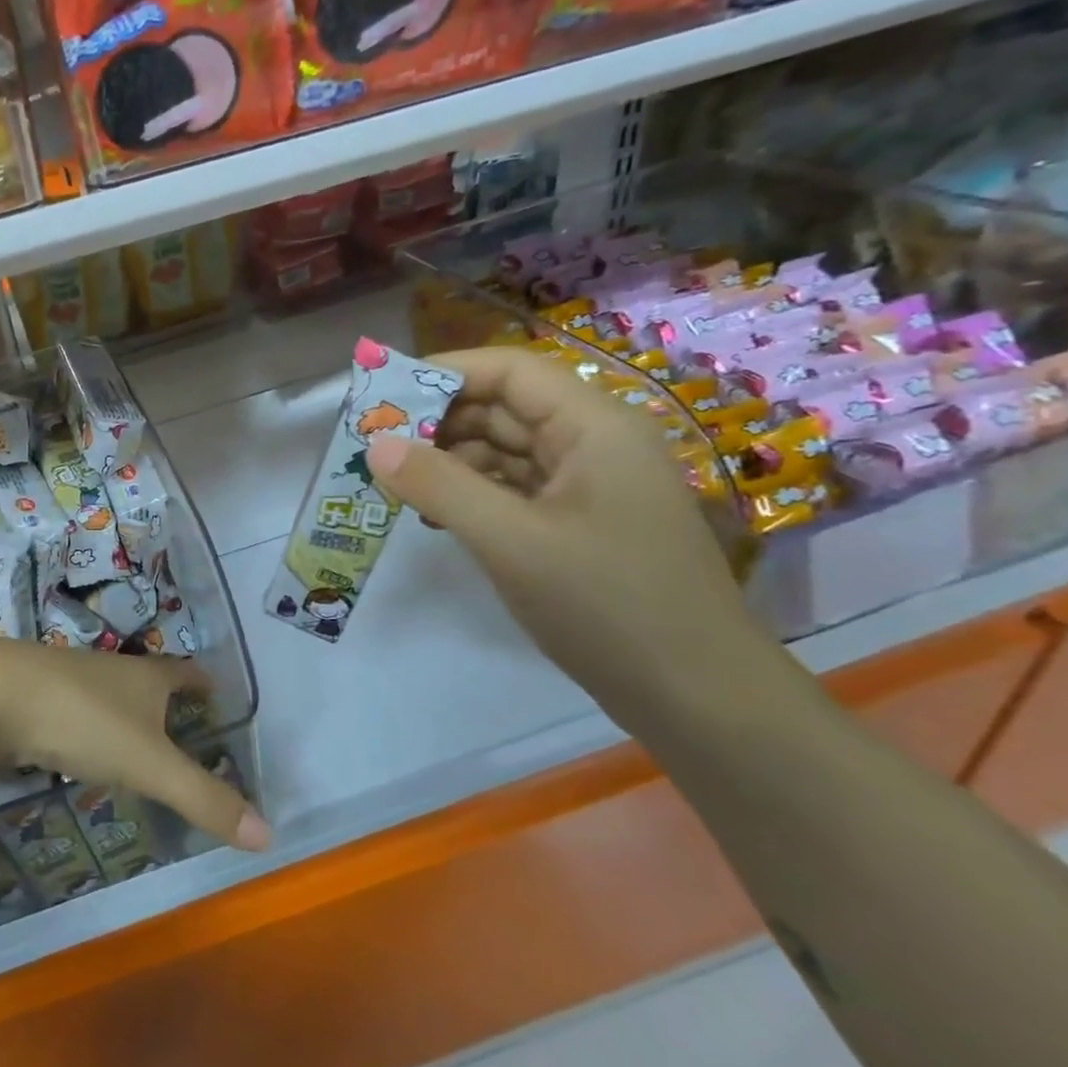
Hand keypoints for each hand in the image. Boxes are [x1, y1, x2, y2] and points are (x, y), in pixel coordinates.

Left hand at [0, 640, 270, 851]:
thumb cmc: (83, 719)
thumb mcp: (149, 764)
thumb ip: (203, 798)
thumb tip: (269, 835)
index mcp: (145, 676)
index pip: (184, 673)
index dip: (202, 682)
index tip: (215, 689)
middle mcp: (110, 670)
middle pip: (146, 680)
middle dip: (165, 698)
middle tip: (182, 723)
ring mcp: (68, 679)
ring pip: (107, 695)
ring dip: (124, 713)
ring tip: (135, 740)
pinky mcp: (33, 696)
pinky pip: (72, 710)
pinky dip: (86, 727)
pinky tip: (78, 748)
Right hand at [366, 347, 759, 714]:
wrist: (695, 695)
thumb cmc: (608, 604)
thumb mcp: (511, 541)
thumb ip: (440, 486)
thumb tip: (375, 445)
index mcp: (592, 426)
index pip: (508, 371)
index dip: (443, 373)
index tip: (381, 395)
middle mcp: (592, 443)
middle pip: (503, 408)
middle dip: (437, 422)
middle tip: (372, 446)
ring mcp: (587, 486)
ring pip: (504, 451)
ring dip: (448, 462)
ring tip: (392, 483)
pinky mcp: (577, 523)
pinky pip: (513, 490)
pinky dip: (470, 495)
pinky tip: (432, 515)